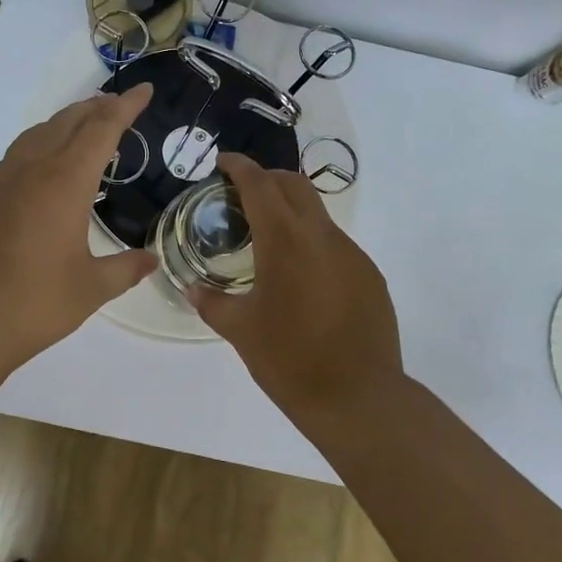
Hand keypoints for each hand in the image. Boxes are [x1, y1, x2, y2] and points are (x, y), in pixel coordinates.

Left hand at [0, 85, 157, 378]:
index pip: (102, 129)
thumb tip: (150, 260)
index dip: (125, 107)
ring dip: (68, 120)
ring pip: (40, 131)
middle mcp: (33, 169)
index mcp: (66, 183)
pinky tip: (47, 160)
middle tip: (120, 104)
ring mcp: (3, 179)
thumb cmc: (36, 304)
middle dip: (98, 107)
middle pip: (69, 121)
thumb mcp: (92, 288)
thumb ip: (126, 268)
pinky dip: (43, 140)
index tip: (144, 90)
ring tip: (87, 123)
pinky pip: (19, 151)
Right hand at [190, 152, 402, 419]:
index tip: (222, 162)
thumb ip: (211, 302)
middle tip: (242, 195)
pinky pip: (335, 244)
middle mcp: (321, 235)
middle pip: (293, 184)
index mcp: (284, 240)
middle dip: (266, 179)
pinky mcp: (369, 274)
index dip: (239, 166)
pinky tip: (302, 278)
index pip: (259, 183)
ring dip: (291, 213)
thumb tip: (192, 288)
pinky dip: (312, 243)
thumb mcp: (240, 331)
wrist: (359, 398)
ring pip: (317, 214)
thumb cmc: (289, 360)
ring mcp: (351, 253)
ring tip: (269, 242)